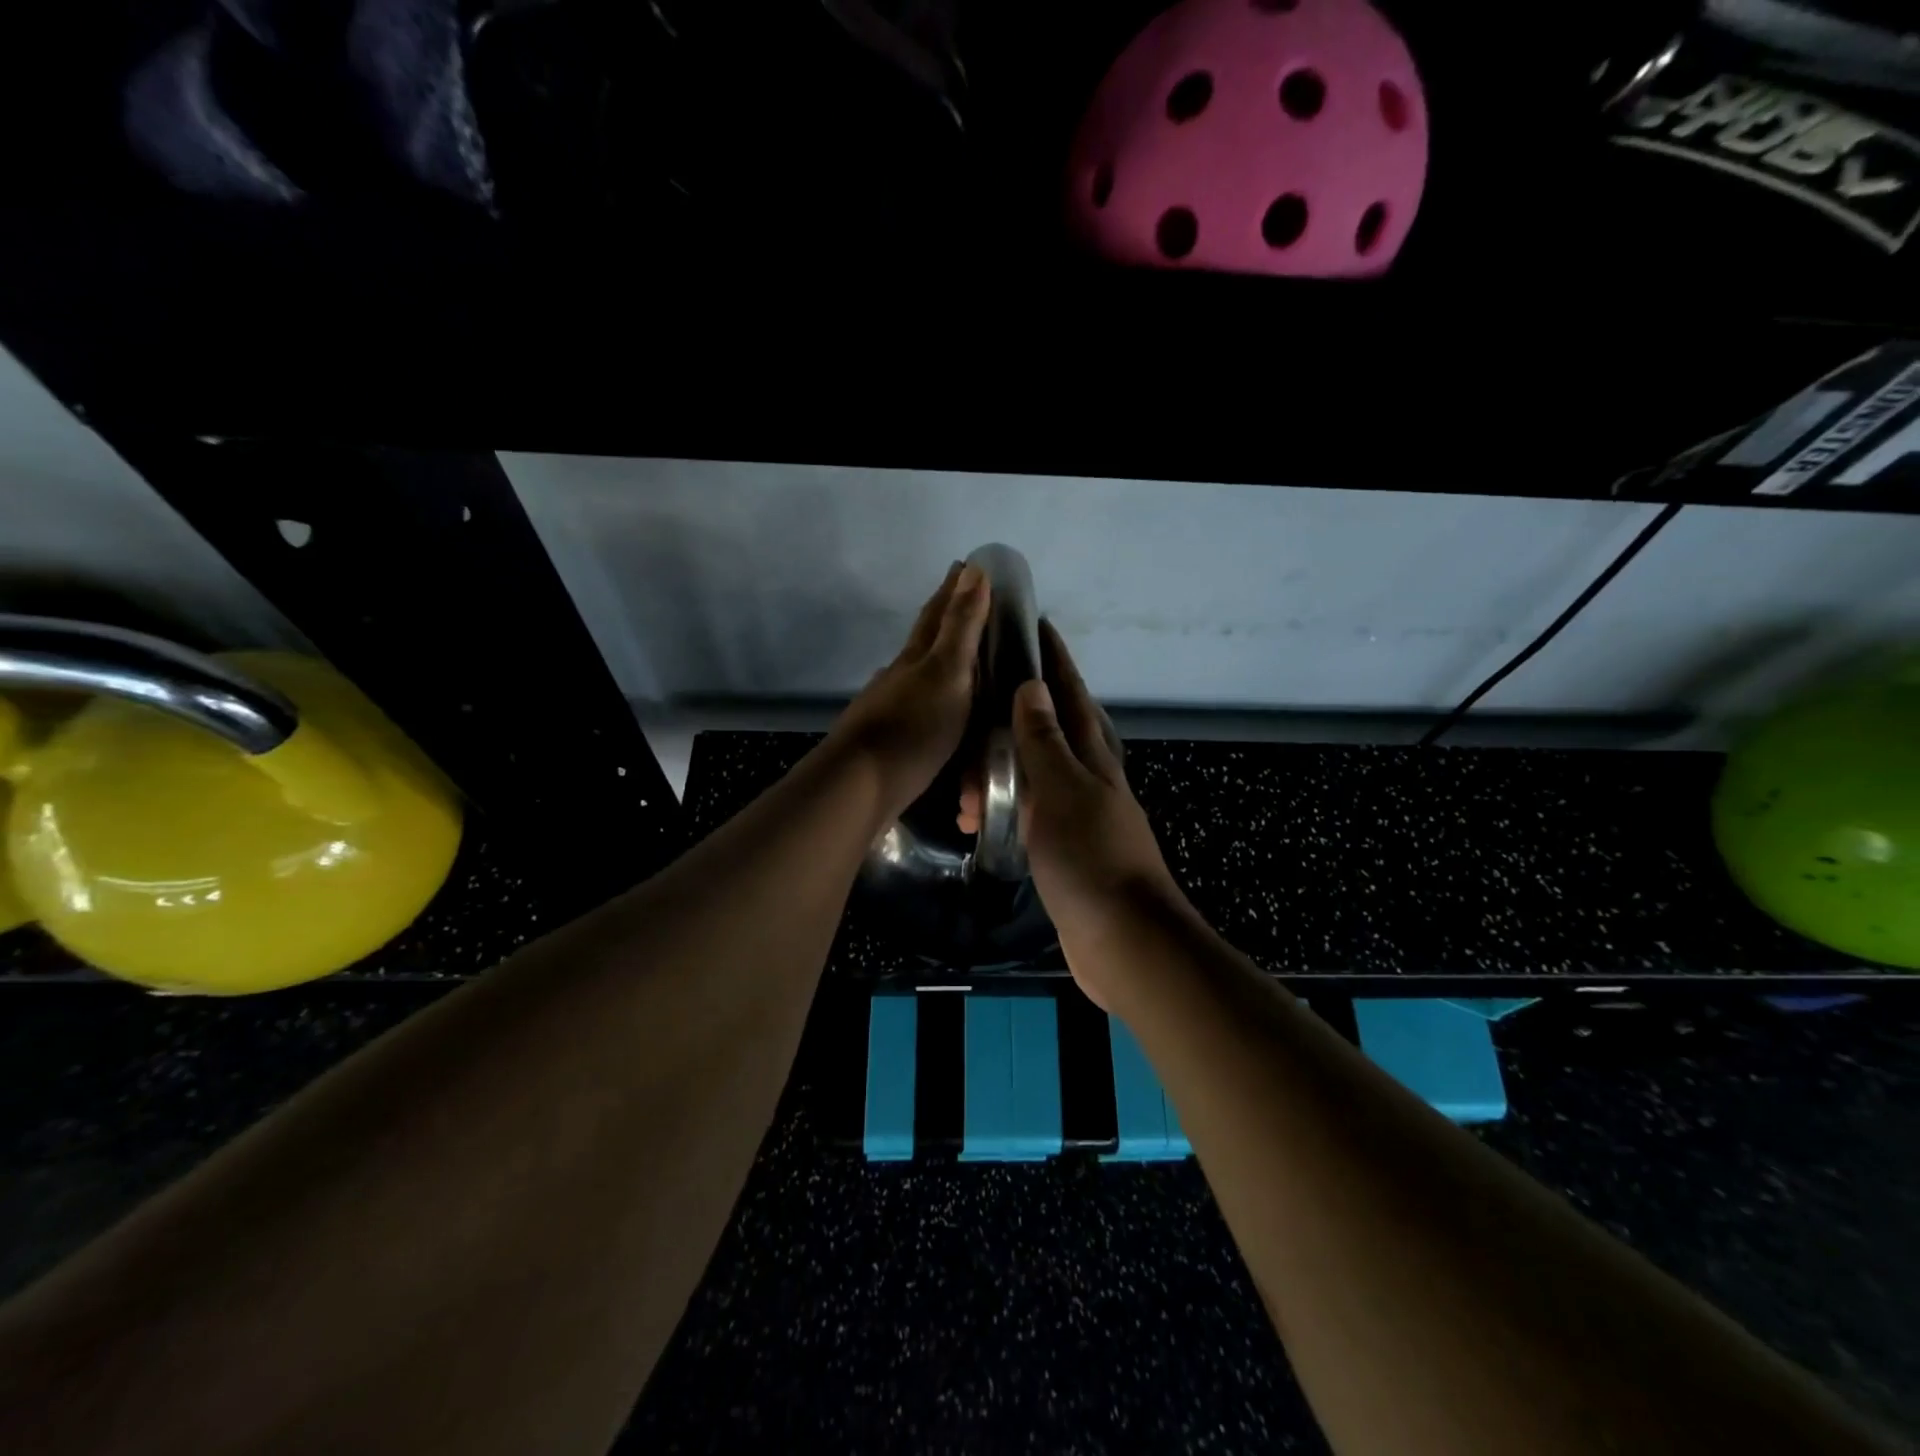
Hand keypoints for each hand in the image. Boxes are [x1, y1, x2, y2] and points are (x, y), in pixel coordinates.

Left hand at [829, 561, 990, 824]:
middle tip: (970, 605)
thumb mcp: (947, 672)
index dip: (954, 590)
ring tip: (965, 664)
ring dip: (941, 665)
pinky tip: (942, 716)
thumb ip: (961, 627)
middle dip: (947, 621)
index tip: (967, 565)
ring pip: (921, 677)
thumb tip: (973, 570)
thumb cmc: (913, 727)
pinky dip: (937, 705)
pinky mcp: (891, 743)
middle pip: (925, 642)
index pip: (938, 614)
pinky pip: (921, 713)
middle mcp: (901, 677)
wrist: (861, 786)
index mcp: (917, 657)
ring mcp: (892, 710)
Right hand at [1008, 623, 1182, 1009]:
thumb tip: (1032, 687)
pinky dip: (1005, 805)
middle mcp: (1090, 779)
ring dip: (1003, 766)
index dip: (1054, 659)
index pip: (1070, 694)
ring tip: (965, 773)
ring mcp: (1081, 815)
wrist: (1125, 941)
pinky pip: (1029, 811)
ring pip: (1037, 773)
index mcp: (1092, 757)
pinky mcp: (1067, 849)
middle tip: (980, 694)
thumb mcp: (1061, 791)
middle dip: (1023, 704)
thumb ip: (1045, 742)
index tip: (1035, 623)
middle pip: (1055, 728)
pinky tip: (985, 812)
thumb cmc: (1091, 858)